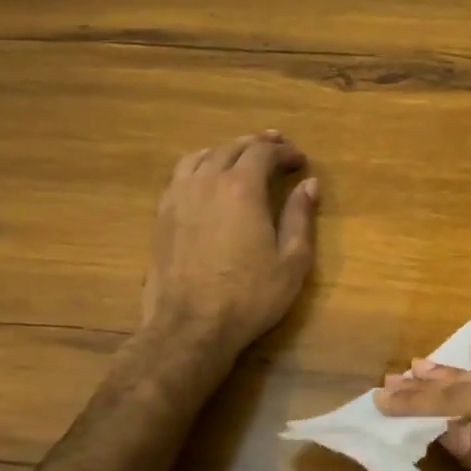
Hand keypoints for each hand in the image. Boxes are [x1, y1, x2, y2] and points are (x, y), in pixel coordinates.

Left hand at [140, 131, 318, 363]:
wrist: (190, 326)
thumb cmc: (249, 295)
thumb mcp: (292, 260)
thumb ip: (300, 217)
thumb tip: (309, 184)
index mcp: (241, 188)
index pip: (263, 153)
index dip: (284, 152)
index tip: (300, 161)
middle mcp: (207, 182)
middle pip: (231, 148)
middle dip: (257, 144)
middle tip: (276, 146)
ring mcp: (178, 197)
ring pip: (201, 156)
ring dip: (225, 150)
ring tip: (240, 155)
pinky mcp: (161, 215)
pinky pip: (180, 175)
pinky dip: (200, 166)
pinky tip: (206, 178)